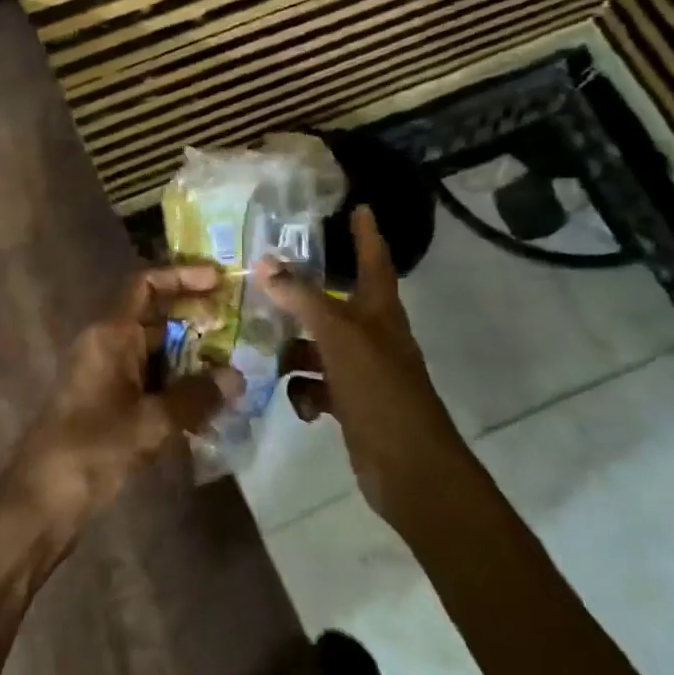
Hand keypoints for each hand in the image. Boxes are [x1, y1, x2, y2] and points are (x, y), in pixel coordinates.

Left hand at [0, 263, 242, 542]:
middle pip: (156, 320)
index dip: (182, 277)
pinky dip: (177, 389)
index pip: (145, 286)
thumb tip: (236, 377)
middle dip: (197, 323)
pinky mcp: (108, 405)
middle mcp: (106, 346)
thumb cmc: (92, 449)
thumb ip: (195, 397)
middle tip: (241, 330)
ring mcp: (105, 376)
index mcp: (109, 335)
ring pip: (156, 355)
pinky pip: (149, 384)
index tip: (220, 280)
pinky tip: (209, 408)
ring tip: (235, 371)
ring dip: (192, 361)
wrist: (41, 501)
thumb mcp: (150, 422)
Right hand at [256, 206, 463, 525]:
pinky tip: (298, 404)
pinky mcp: (350, 404)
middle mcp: (372, 335)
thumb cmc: (380, 391)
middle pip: (333, 304)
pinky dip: (304, 391)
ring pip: (318, 347)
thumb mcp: (338, 337)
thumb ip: (302, 299)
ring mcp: (361, 371)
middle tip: (265, 280)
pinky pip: (317, 386)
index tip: (359, 206)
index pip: (374, 260)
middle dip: (302, 296)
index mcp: (380, 312)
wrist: (409, 468)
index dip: (366, 233)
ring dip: (293, 350)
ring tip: (264, 350)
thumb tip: (264, 264)